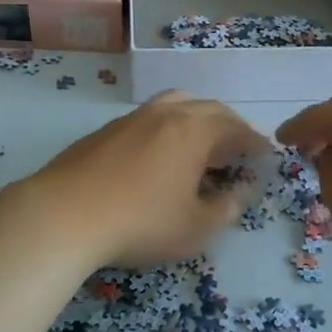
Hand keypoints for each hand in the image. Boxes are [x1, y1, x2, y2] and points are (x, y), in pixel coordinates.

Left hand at [17, 91, 268, 268]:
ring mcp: (132, 117)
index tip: (266, 157)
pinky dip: (167, 128)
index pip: (237, 128)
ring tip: (200, 146)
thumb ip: (224, 209)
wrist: (64, 213)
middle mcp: (166, 113)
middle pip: (208, 109)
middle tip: (237, 151)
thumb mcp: (194, 227)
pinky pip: (149, 118)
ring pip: (175, 104)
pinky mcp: (106, 129)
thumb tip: (239, 193)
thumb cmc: (140, 221)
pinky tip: (159, 155)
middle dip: (229, 127)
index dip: (255, 143)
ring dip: (196, 120)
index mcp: (194, 129)